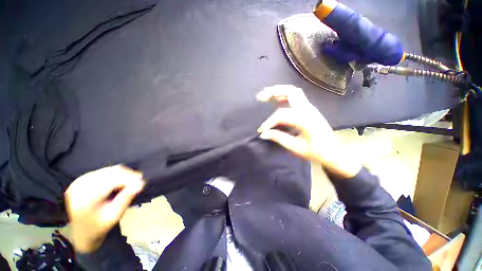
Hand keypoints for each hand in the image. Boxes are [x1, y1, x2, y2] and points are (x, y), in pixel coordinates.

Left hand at [65, 165, 144, 252]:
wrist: (82, 231)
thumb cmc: (99, 226)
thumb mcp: (114, 215)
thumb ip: (126, 198)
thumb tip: (141, 183)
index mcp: (85, 198)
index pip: (110, 181)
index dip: (128, 178)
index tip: (143, 181)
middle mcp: (80, 186)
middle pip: (110, 173)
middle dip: (128, 175)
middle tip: (140, 181)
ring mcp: (80, 181)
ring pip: (108, 170)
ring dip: (123, 174)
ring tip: (132, 181)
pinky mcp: (83, 179)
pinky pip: (104, 171)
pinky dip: (116, 174)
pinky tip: (121, 181)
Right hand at [257, 85, 360, 177]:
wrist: (333, 151)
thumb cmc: (316, 151)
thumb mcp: (296, 148)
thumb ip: (279, 138)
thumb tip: (263, 134)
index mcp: (305, 120)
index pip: (282, 115)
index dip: (269, 122)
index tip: (262, 130)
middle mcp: (308, 109)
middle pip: (290, 91)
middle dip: (273, 92)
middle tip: (260, 97)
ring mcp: (310, 107)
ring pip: (293, 91)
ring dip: (279, 91)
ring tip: (266, 95)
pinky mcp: (309, 109)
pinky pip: (296, 96)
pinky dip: (284, 95)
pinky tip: (277, 99)